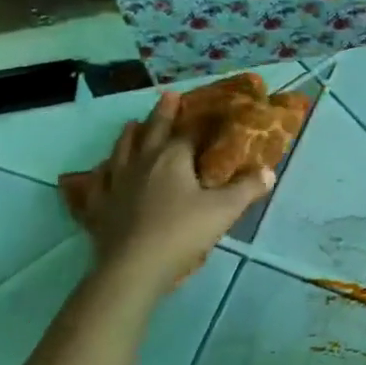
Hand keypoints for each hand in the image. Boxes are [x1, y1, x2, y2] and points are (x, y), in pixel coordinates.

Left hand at [63, 91, 273, 295]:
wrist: (133, 268)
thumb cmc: (181, 233)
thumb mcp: (224, 210)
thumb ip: (247, 189)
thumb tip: (269, 172)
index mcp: (172, 157)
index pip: (189, 131)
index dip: (201, 118)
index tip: (209, 108)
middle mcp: (141, 162)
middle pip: (151, 131)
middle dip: (162, 113)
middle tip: (167, 96)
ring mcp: (115, 184)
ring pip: (121, 151)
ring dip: (129, 136)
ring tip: (132, 125)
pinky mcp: (98, 208)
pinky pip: (97, 184)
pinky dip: (100, 174)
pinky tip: (101, 172)